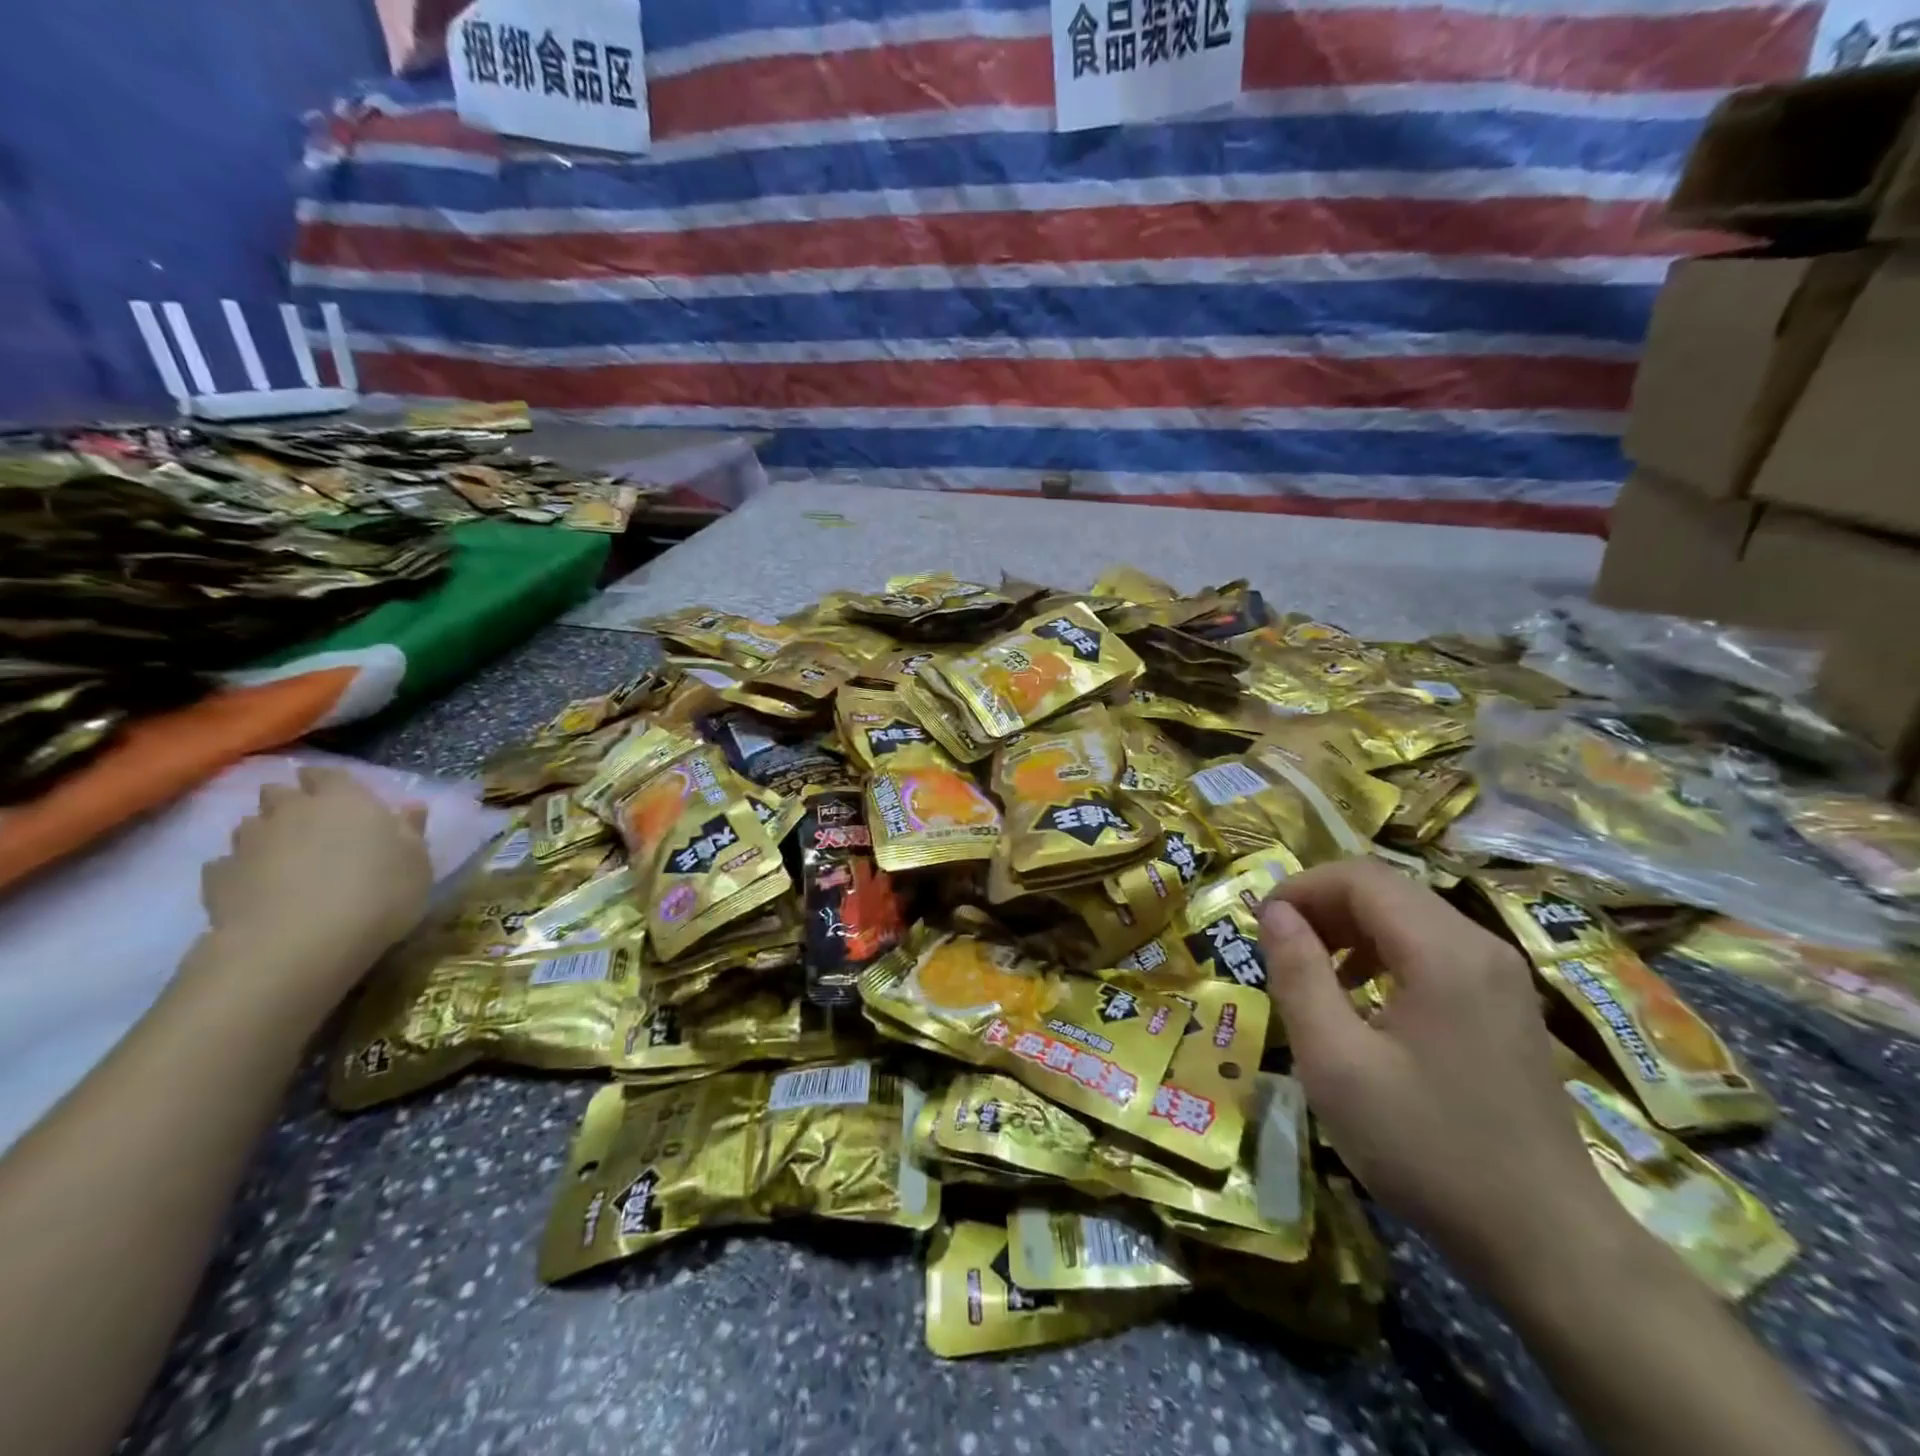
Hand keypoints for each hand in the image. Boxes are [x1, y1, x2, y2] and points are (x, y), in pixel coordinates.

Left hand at [198, 766, 432, 1010]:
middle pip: (279, 792)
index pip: (328, 774)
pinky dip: (241, 871)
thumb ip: (410, 831)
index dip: (330, 782)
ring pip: (250, 825)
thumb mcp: (417, 863)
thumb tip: (410, 807)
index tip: (340, 796)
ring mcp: (248, 843)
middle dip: (290, 802)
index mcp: (345, 799)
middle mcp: (292, 810)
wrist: (297, 943)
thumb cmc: (377, 893)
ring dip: (265, 835)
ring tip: (285, 860)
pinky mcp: (217, 878)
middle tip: (311, 826)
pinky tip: (258, 889)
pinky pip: (227, 865)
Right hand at [1258, 859, 1638, 1301]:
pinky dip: (1384, 951)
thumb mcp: (1336, 1063)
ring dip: (1350, 927)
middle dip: (1322, 905)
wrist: (1546, 1242)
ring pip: (1409, 914)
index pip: (1359, 877)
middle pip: (1386, 888)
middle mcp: (1480, 946)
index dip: (1300, 888)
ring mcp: (1500, 974)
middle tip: (1279, 948)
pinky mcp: (1505, 1003)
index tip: (1260, 926)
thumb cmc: (1427, 1148)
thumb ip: (1298, 975)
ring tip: (1313, 971)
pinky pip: (1433, 947)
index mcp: (1443, 952)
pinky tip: (1363, 997)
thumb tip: (1274, 912)